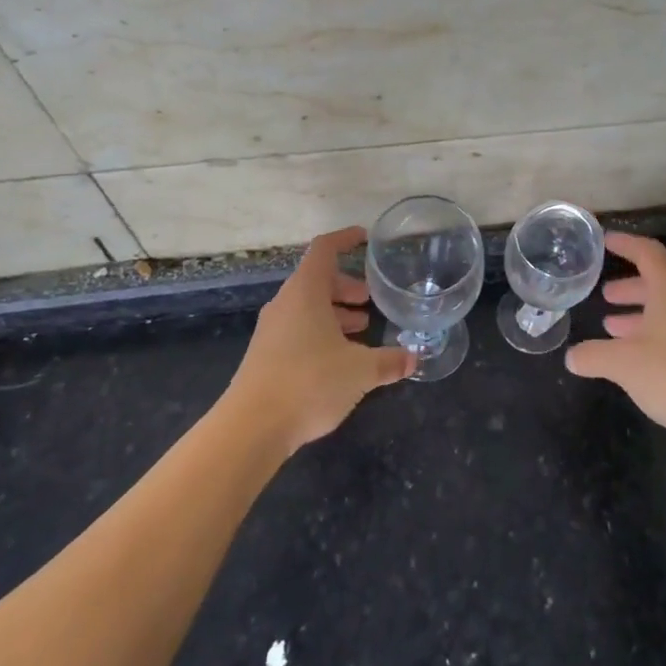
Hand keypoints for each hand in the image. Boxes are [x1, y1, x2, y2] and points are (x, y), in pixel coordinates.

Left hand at [228, 226, 414, 453]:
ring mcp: (272, 330)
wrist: (252, 426)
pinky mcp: (266, 356)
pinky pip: (298, 330)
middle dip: (346, 287)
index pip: (324, 249)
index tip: (366, 238)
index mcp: (306, 292)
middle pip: (317, 280)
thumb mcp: (360, 371)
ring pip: (307, 308)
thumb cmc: (310, 382)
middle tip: (370, 301)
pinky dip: (321, 333)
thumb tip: (413, 359)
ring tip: (361, 330)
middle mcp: (285, 304)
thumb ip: (389, 361)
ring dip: (334, 313)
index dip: (345, 239)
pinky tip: (340, 359)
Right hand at [565, 232, 665, 439]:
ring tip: (611, 327)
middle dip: (629, 287)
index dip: (625, 244)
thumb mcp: (623, 363)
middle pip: (658, 282)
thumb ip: (593, 356)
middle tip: (605, 295)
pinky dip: (652, 335)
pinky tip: (635, 359)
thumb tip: (572, 357)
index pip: (647, 253)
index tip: (605, 241)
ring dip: (639, 314)